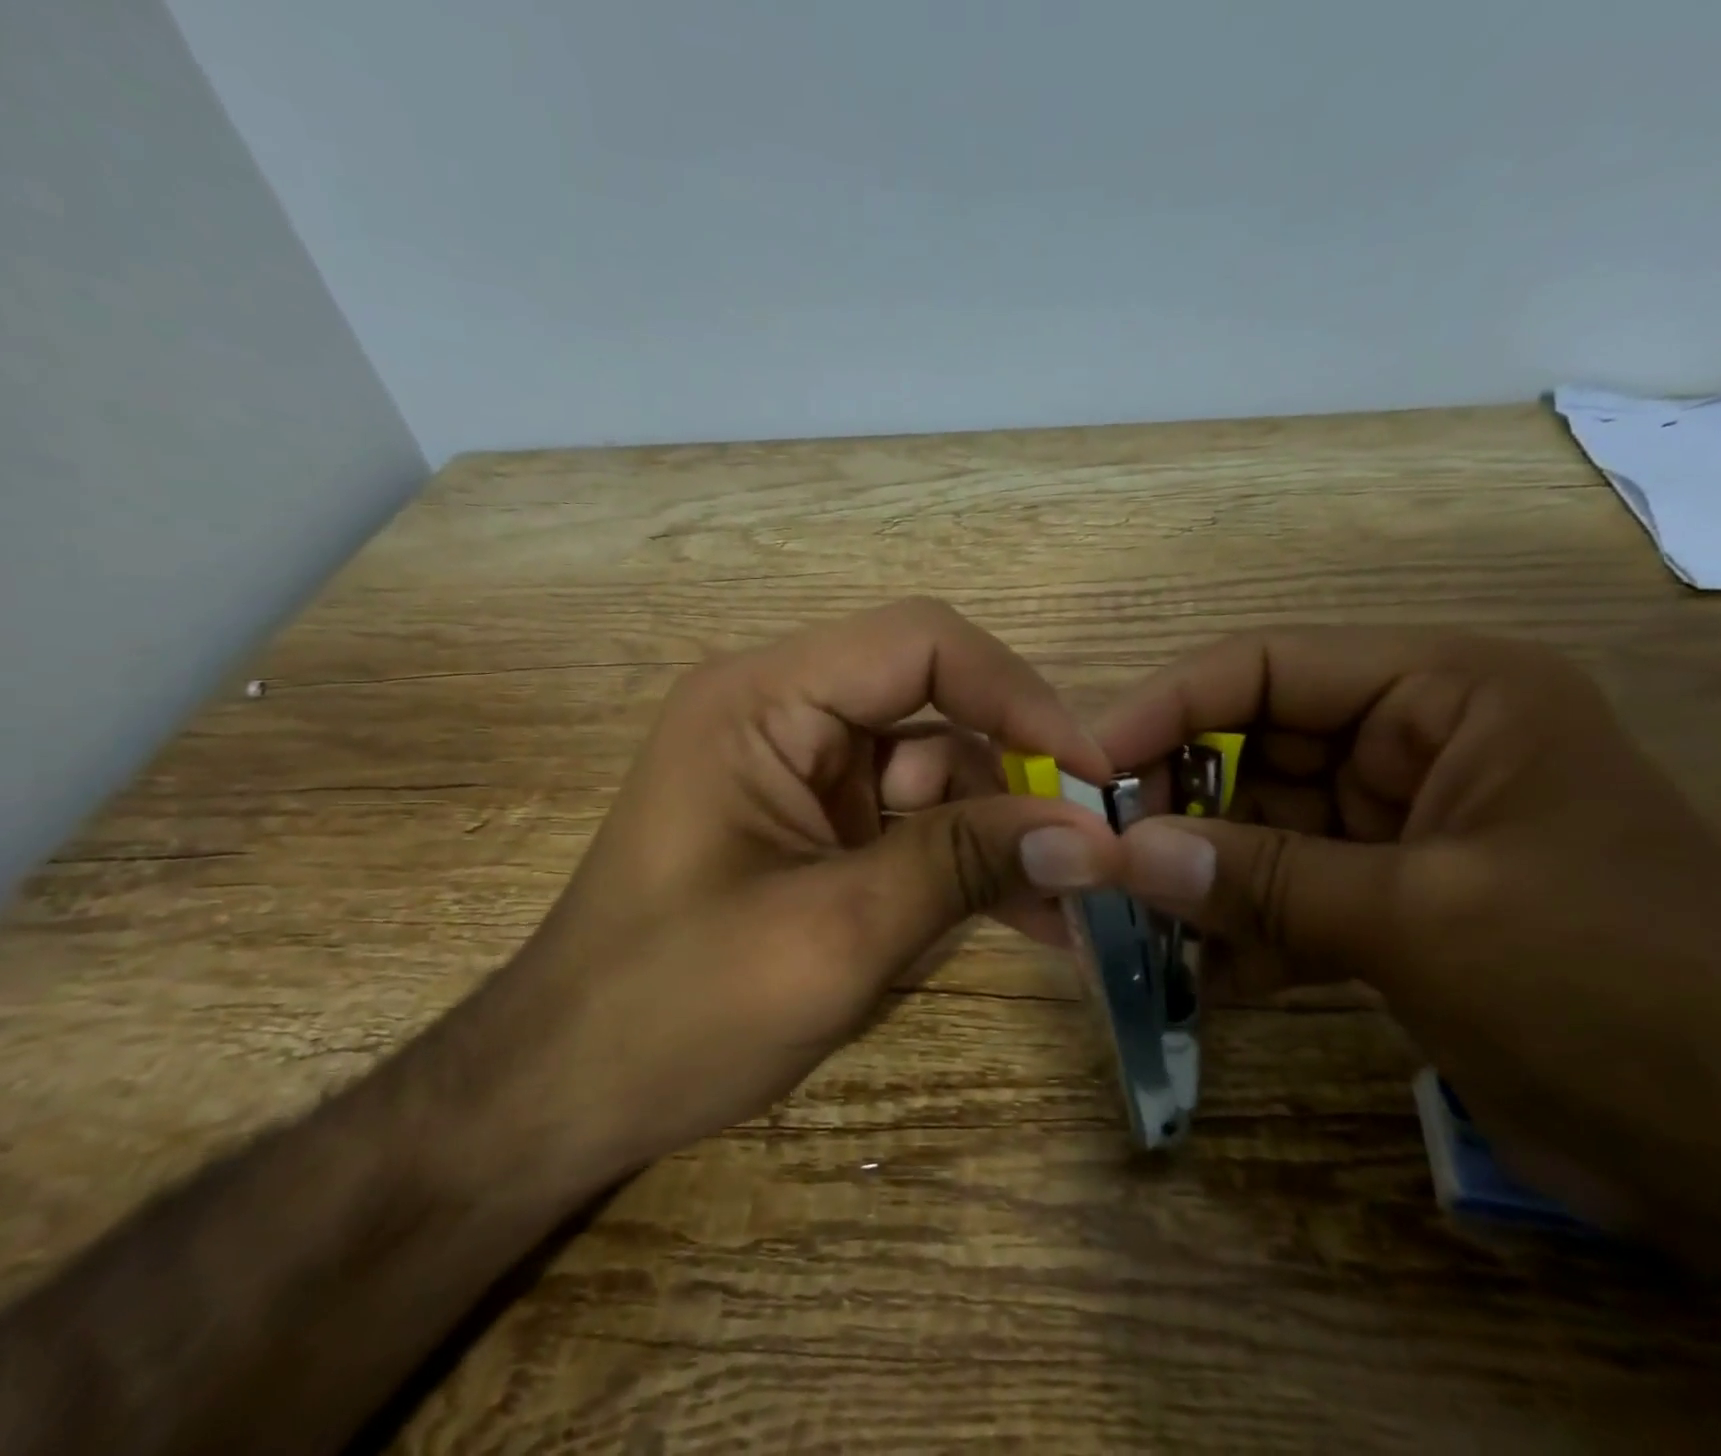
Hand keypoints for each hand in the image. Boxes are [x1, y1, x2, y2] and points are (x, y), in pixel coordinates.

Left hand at [494, 598, 1120, 1182]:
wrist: (564, 1095)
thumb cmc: (673, 1012)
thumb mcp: (835, 936)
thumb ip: (962, 866)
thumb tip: (1088, 834)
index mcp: (762, 700)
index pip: (921, 644)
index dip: (1018, 695)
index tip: (1089, 775)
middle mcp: (781, 712)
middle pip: (935, 704)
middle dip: (1014, 776)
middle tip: (1090, 850)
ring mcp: (799, 770)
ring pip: (935, 768)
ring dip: (998, 832)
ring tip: (1064, 908)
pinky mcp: (814, 823)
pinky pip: (911, 819)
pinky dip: (964, 861)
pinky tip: (1022, 916)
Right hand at [1097, 629, 1720, 1313]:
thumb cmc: (1619, 990)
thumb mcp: (1422, 920)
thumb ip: (1261, 882)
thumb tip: (1122, 858)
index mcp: (1442, 694)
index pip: (1267, 667)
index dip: (1166, 709)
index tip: (1087, 769)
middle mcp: (1411, 742)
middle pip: (1251, 748)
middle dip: (1175, 805)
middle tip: (1097, 860)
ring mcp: (1395, 824)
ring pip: (1259, 827)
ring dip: (1199, 877)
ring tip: (1129, 924)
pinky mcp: (1389, 898)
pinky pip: (1285, 892)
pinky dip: (1241, 931)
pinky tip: (1197, 979)